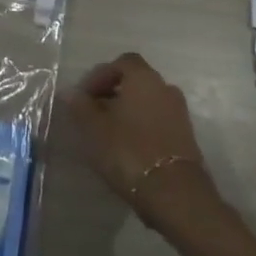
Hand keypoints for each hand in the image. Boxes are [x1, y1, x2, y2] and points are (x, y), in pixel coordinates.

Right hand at [64, 51, 212, 227]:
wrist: (175, 193)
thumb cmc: (129, 151)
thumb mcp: (94, 129)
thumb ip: (80, 107)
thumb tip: (69, 92)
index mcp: (144, 77)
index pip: (121, 62)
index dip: (100, 75)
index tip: (84, 96)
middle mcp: (165, 87)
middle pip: (135, 81)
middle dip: (113, 93)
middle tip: (93, 114)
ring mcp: (179, 113)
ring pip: (147, 102)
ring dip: (128, 111)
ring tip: (108, 133)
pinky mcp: (186, 137)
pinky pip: (158, 122)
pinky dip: (142, 127)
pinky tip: (128, 148)